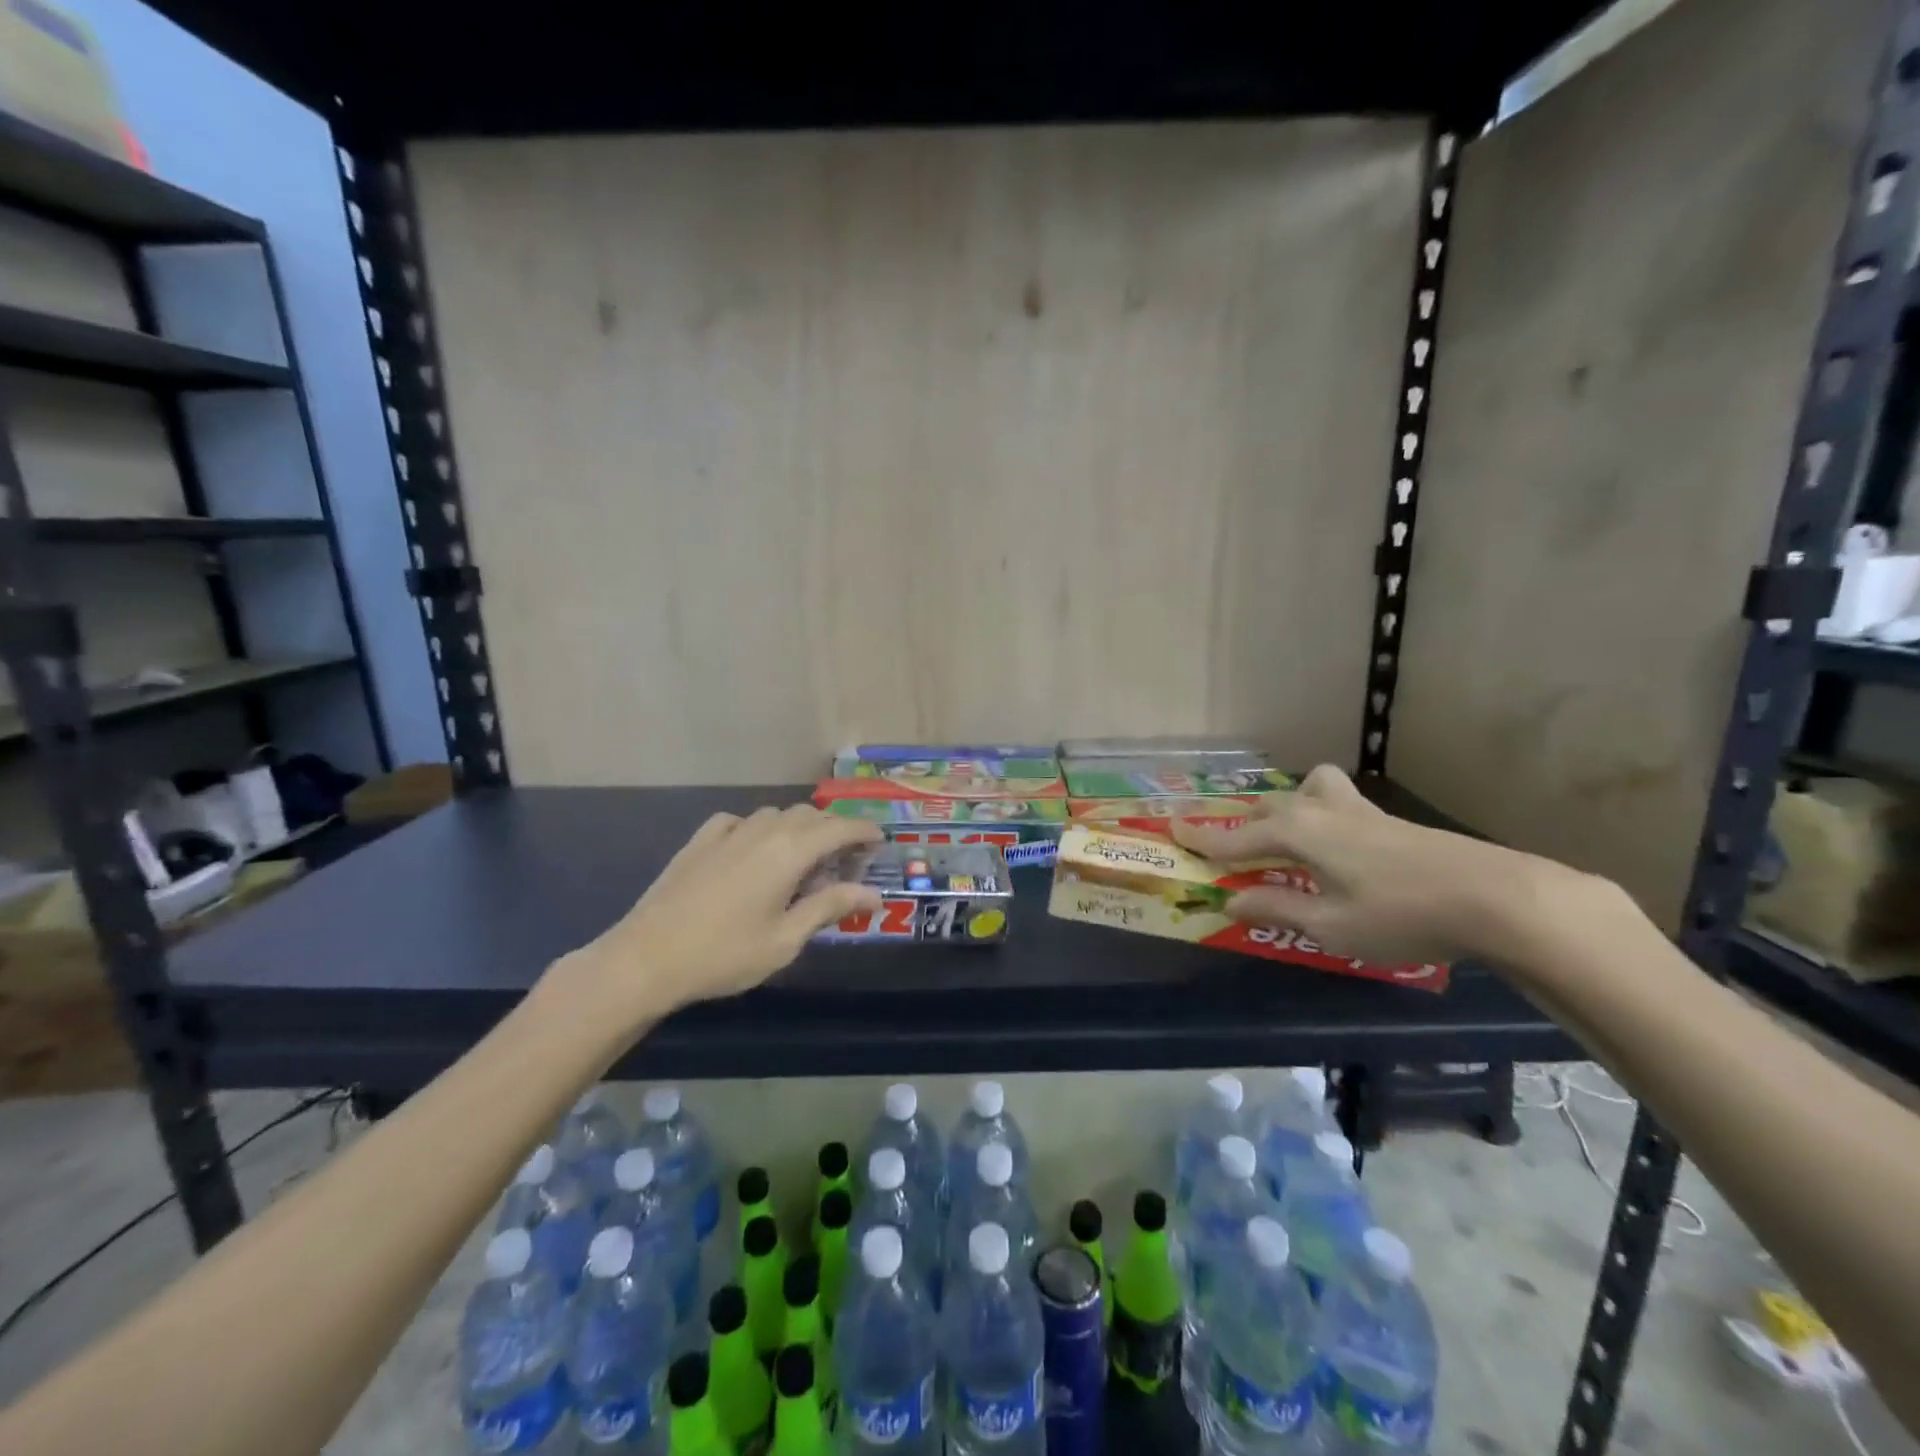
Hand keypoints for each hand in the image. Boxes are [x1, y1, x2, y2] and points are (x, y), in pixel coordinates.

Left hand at [551, 805, 883, 1024]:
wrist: (646, 958)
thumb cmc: (724, 955)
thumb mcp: (786, 940)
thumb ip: (830, 908)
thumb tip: (873, 895)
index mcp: (789, 852)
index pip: (839, 827)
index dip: (864, 830)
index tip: (880, 840)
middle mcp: (763, 830)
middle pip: (810, 816)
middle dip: (834, 831)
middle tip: (845, 861)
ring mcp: (728, 831)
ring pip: (776, 814)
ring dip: (798, 829)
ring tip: (802, 860)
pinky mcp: (701, 840)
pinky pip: (741, 821)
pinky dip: (760, 830)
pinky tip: (754, 852)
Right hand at [1171, 764, 1611, 965]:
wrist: (1496, 896)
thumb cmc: (1400, 914)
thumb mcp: (1330, 925)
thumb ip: (1277, 908)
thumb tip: (1232, 901)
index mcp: (1297, 832)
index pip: (1235, 836)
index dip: (1202, 838)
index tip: (1170, 830)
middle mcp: (1319, 810)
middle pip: (1266, 811)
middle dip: (1239, 827)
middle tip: (1222, 849)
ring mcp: (1357, 810)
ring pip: (1305, 792)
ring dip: (1284, 809)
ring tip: (1285, 839)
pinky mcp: (1386, 820)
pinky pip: (1334, 802)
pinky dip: (1317, 814)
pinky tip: (1335, 849)